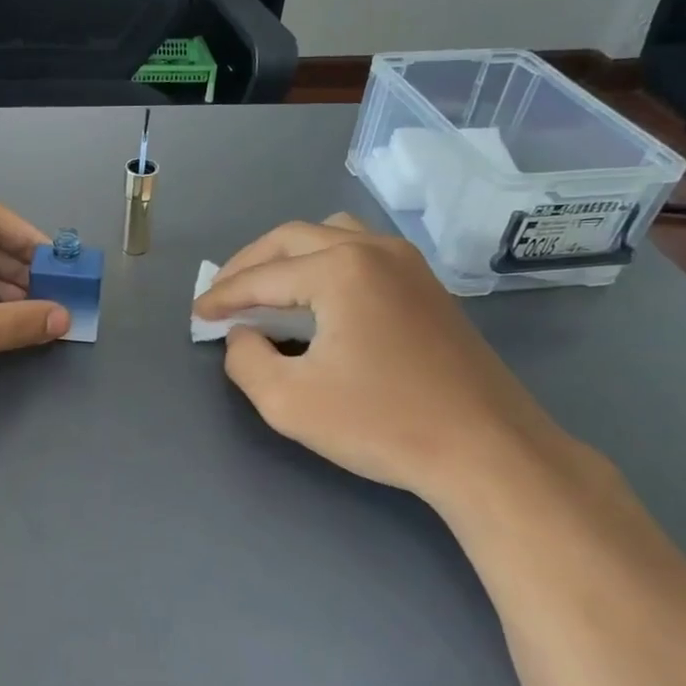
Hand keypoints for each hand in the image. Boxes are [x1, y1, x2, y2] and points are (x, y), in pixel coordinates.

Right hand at [193, 215, 576, 509]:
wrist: (487, 450)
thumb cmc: (383, 425)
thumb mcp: (289, 402)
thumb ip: (245, 360)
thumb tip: (243, 335)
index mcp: (339, 269)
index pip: (262, 276)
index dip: (223, 297)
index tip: (197, 315)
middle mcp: (373, 250)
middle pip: (291, 239)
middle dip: (249, 265)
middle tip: (222, 296)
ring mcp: (407, 263)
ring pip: (330, 235)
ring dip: (288, 256)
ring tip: (266, 288)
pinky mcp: (427, 285)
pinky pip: (361, 252)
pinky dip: (324, 263)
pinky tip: (316, 298)